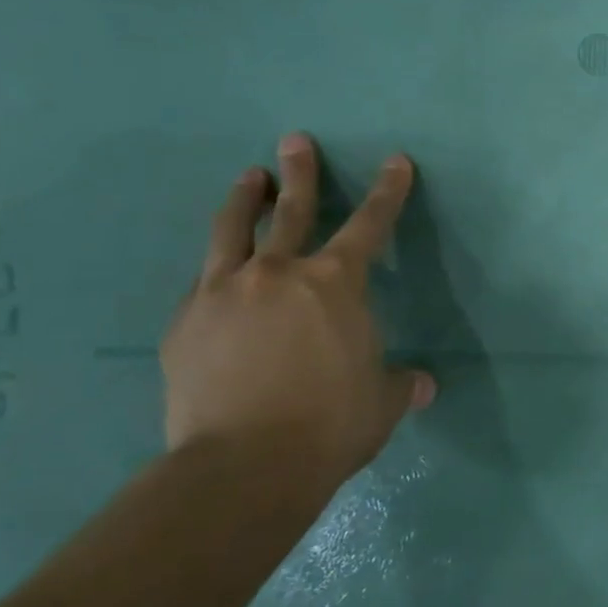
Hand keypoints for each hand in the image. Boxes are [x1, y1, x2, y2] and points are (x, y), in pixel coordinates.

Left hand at [160, 133, 435, 493]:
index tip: (395, 161)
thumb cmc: (330, 424)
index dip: (388, 191)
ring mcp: (223, 293)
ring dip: (243, 200)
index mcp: (336, 284)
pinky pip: (203, 282)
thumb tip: (422, 385)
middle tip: (295, 141)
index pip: (370, 224)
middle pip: (290, 208)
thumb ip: (401, 384)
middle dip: (300, 172)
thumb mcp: (381, 403)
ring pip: (232, 231)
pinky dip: (216, 268)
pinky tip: (216, 273)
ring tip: (247, 178)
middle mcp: (278, 273)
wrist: (244, 465)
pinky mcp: (185, 323)